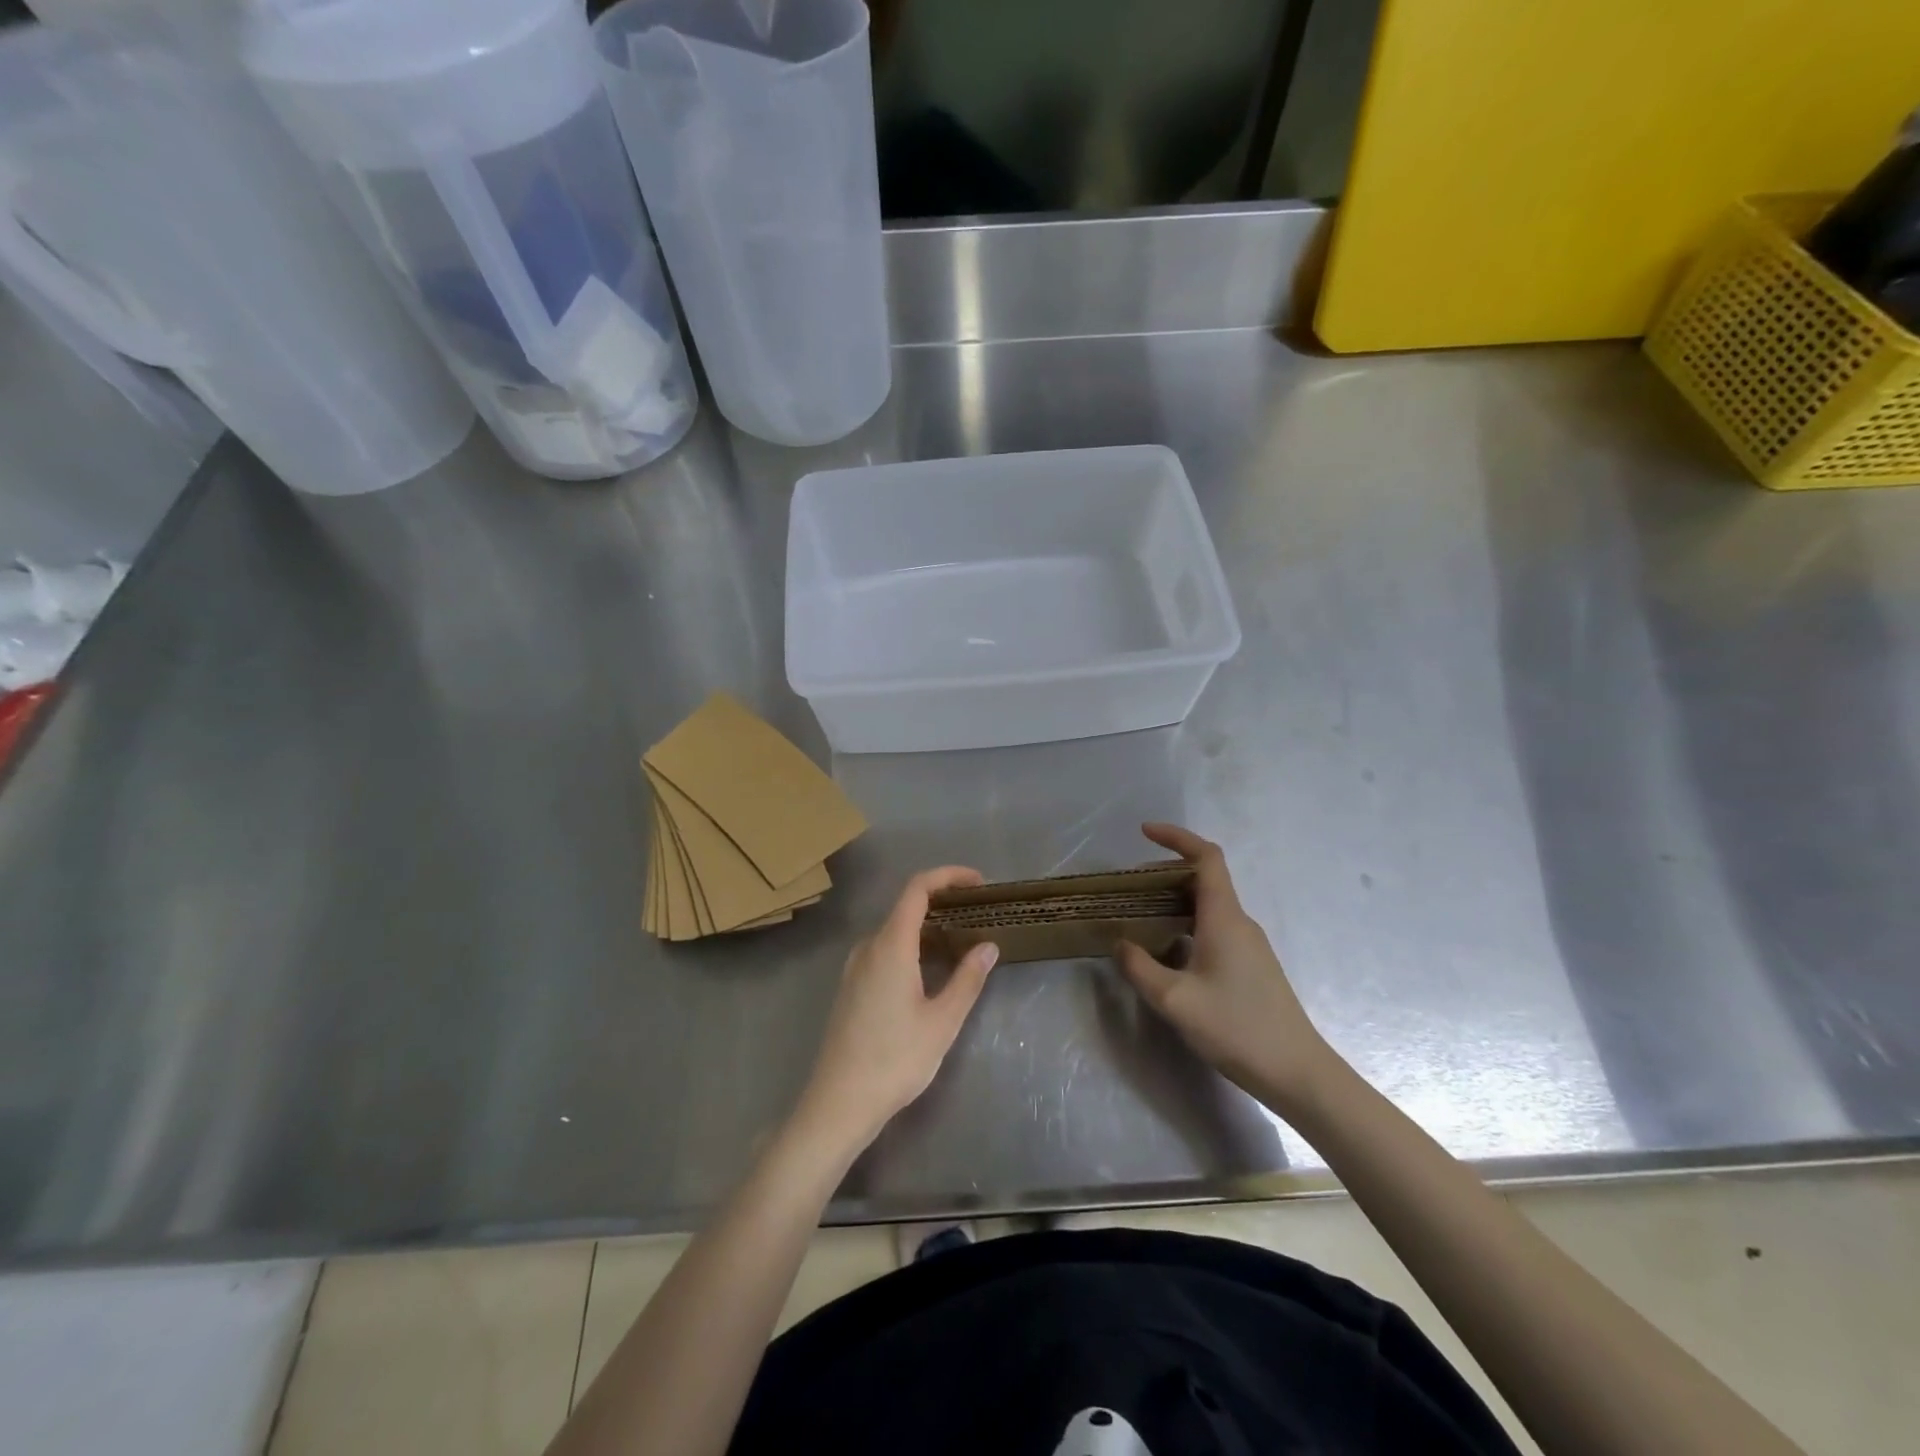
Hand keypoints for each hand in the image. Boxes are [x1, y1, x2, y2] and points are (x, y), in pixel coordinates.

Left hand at [795, 867, 999, 1153]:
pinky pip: (884, 951)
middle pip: (906, 907)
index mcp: (891, 945)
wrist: (839, 1103)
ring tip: (961, 943)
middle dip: (943, 903)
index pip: (917, 888)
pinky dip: (911, 946)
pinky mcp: (851, 987)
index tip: (978, 883)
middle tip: (978, 916)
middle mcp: (868, 947)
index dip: (948, 876)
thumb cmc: (895, 1060)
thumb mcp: (942, 1021)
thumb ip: (967, 979)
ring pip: (895, 931)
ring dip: (928, 927)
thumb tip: (988, 946)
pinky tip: (930, 972)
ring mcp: (855, 967)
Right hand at [1115, 823, 1335, 1113]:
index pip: (1206, 857)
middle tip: (1129, 886)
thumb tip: (1120, 943)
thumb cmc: (1237, 1028)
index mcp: (1224, 917)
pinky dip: (1185, 924)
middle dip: (1165, 872)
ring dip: (1174, 901)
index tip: (1144, 832)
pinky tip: (1166, 953)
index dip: (1176, 837)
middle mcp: (1239, 922)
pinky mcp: (1251, 966)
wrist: (1297, 1073)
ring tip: (1139, 916)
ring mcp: (1248, 945)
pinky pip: (1213, 928)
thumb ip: (1140, 967)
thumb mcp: (1175, 1000)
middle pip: (1204, 878)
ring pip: (1208, 906)